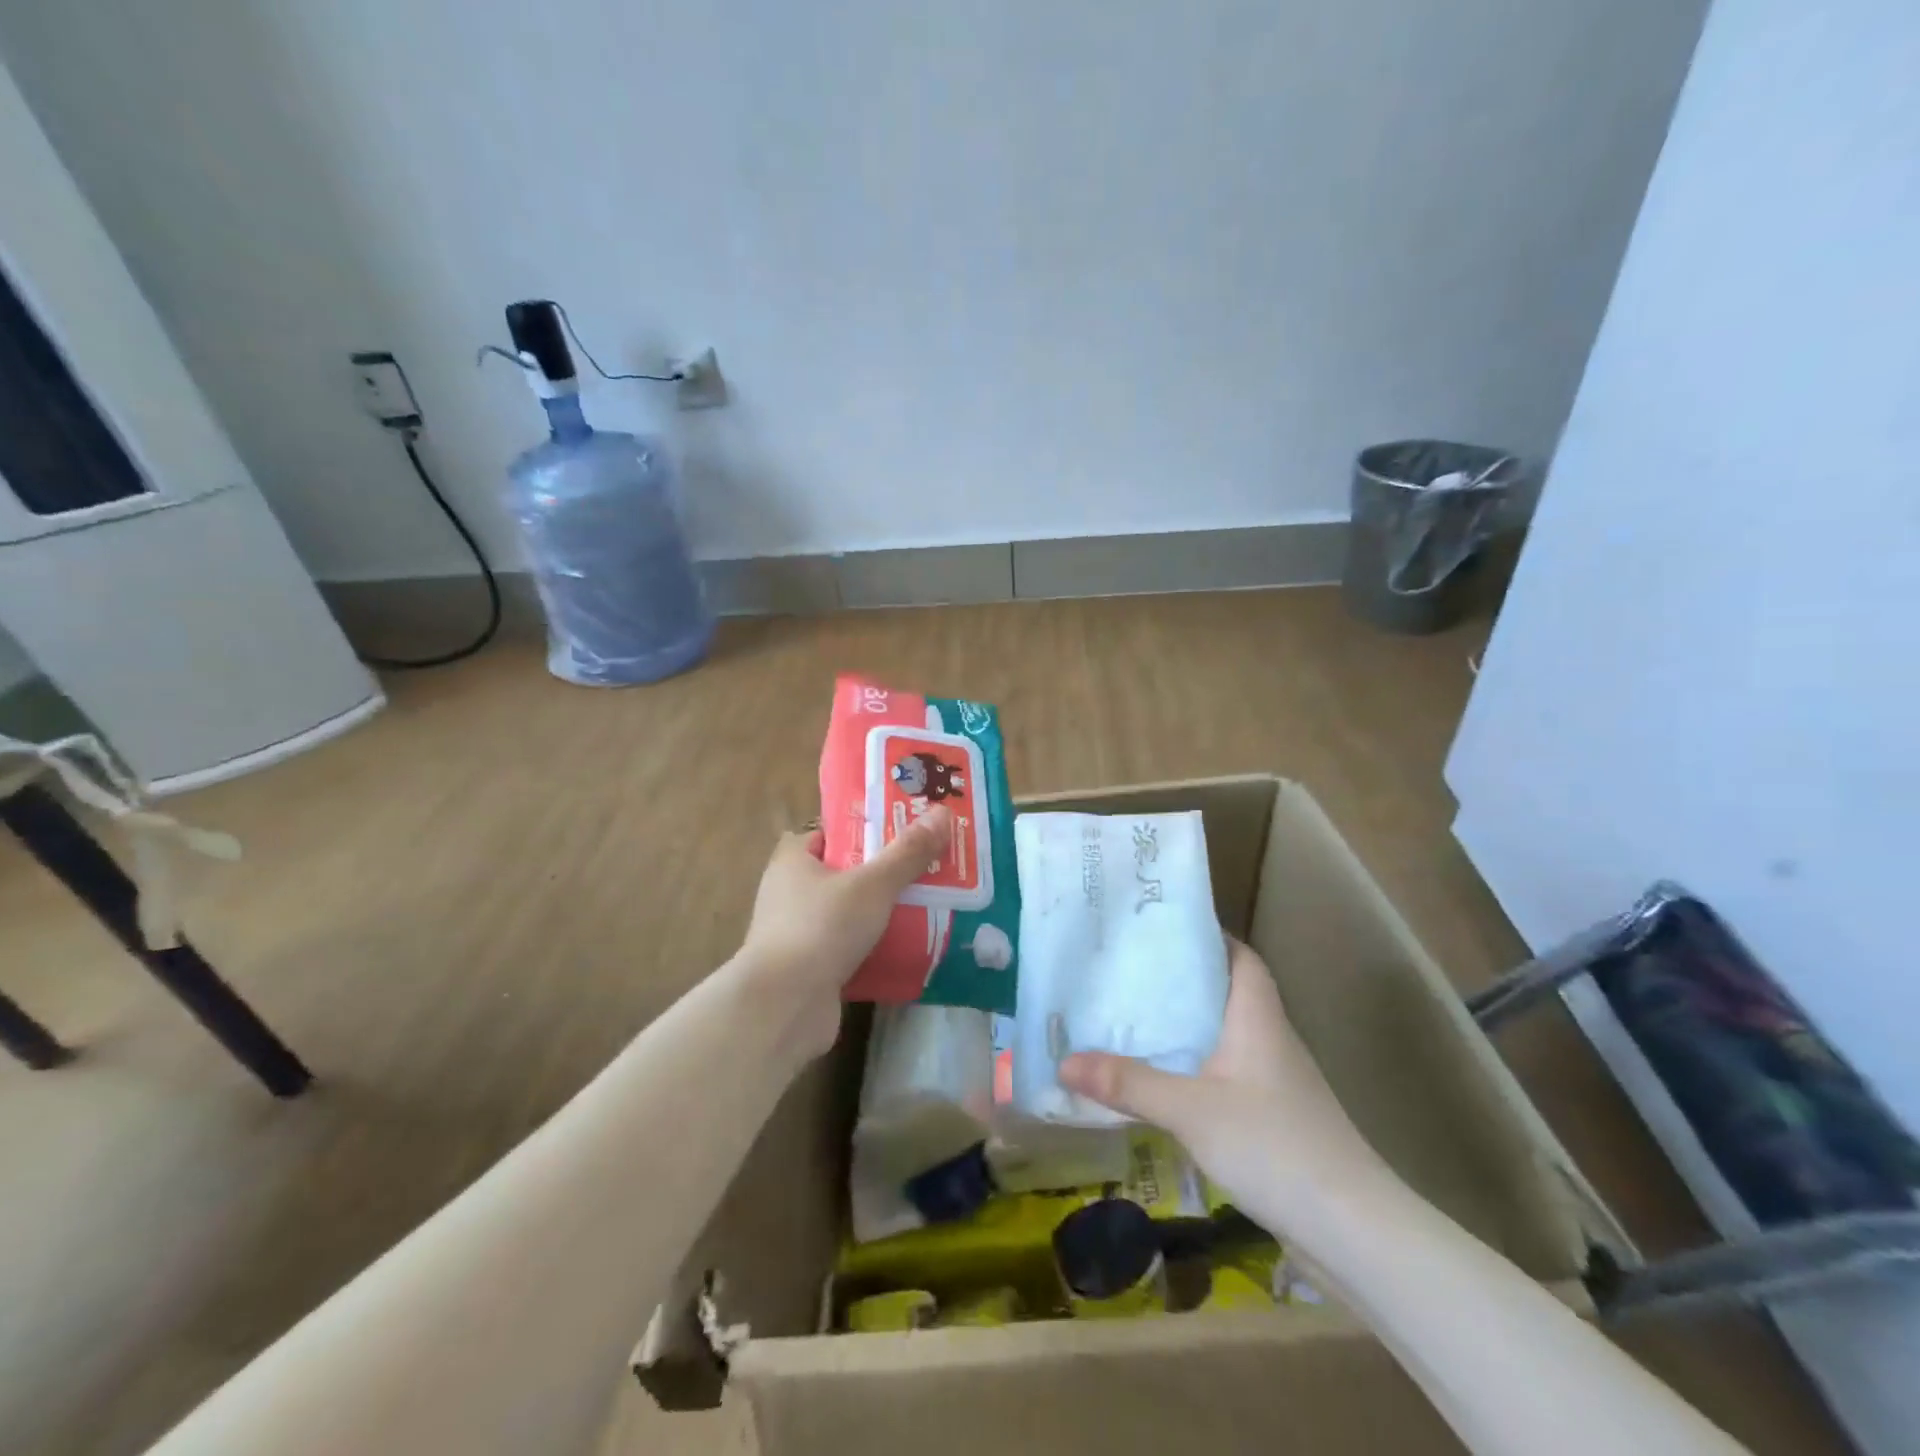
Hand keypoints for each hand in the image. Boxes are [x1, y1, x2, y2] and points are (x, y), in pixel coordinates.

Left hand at [734, 807, 952, 1057]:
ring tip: (929, 905)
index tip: (904, 830)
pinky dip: (875, 948)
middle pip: (846, 872)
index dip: (866, 828)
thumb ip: (908, 852)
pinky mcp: (810, 969)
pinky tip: (910, 947)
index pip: (832, 832)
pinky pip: (850, 948)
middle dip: (884, 872)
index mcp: (794, 860)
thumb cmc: (822, 928)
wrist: (784, 1007)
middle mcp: (790, 893)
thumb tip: (943, 813)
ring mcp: (799, 934)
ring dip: (883, 912)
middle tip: (928, 867)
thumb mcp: (873, 884)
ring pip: (850, 913)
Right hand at [1059, 937, 1384, 1229]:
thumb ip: (1128, 1085)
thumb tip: (1063, 1061)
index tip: (1158, 928)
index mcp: (1257, 1017)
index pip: (1238, 956)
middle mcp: (1268, 1038)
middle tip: (1124, 970)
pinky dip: (1191, 1066)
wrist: (1353, 1232)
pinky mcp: (1271, 1117)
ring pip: (1221, 1034)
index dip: (1205, 936)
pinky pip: (1223, 1073)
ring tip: (1128, 1016)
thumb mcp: (1191, 1111)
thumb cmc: (1275, 1146)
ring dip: (1182, 1025)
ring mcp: (1273, 1081)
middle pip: (1223, 991)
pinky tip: (1159, 1079)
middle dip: (1178, 979)